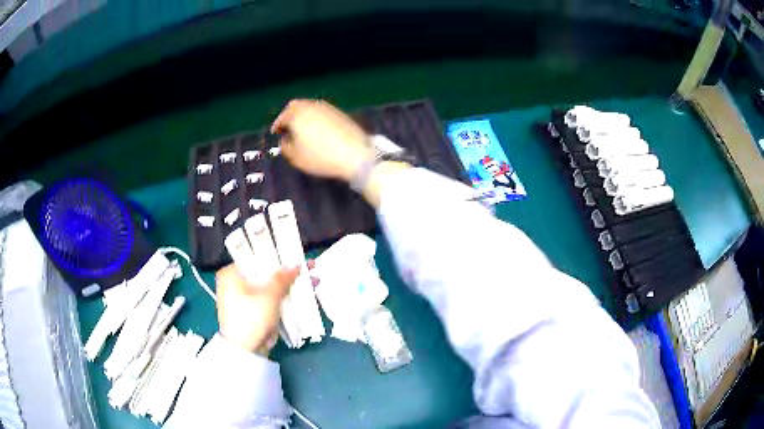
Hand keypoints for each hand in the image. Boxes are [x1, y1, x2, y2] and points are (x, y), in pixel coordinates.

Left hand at [216, 264, 299, 355]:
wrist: (245, 351)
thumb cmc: (251, 317)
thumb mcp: (269, 295)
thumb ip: (283, 278)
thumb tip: (296, 264)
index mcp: (231, 274)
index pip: (255, 258)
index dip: (277, 256)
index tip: (294, 255)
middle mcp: (234, 284)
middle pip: (265, 274)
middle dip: (288, 273)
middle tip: (308, 267)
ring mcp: (244, 300)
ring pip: (270, 288)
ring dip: (290, 285)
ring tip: (313, 279)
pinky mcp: (253, 313)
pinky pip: (271, 300)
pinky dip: (285, 297)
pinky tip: (305, 293)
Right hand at [272, 99, 374, 180]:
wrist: (356, 154)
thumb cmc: (322, 157)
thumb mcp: (297, 158)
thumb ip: (285, 147)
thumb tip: (285, 140)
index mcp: (298, 114)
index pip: (283, 116)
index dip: (278, 125)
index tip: (276, 132)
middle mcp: (312, 106)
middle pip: (296, 106)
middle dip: (289, 115)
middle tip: (287, 127)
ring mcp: (327, 107)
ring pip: (310, 107)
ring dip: (303, 115)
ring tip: (302, 129)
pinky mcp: (340, 112)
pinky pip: (322, 111)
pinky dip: (315, 117)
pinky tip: (317, 129)